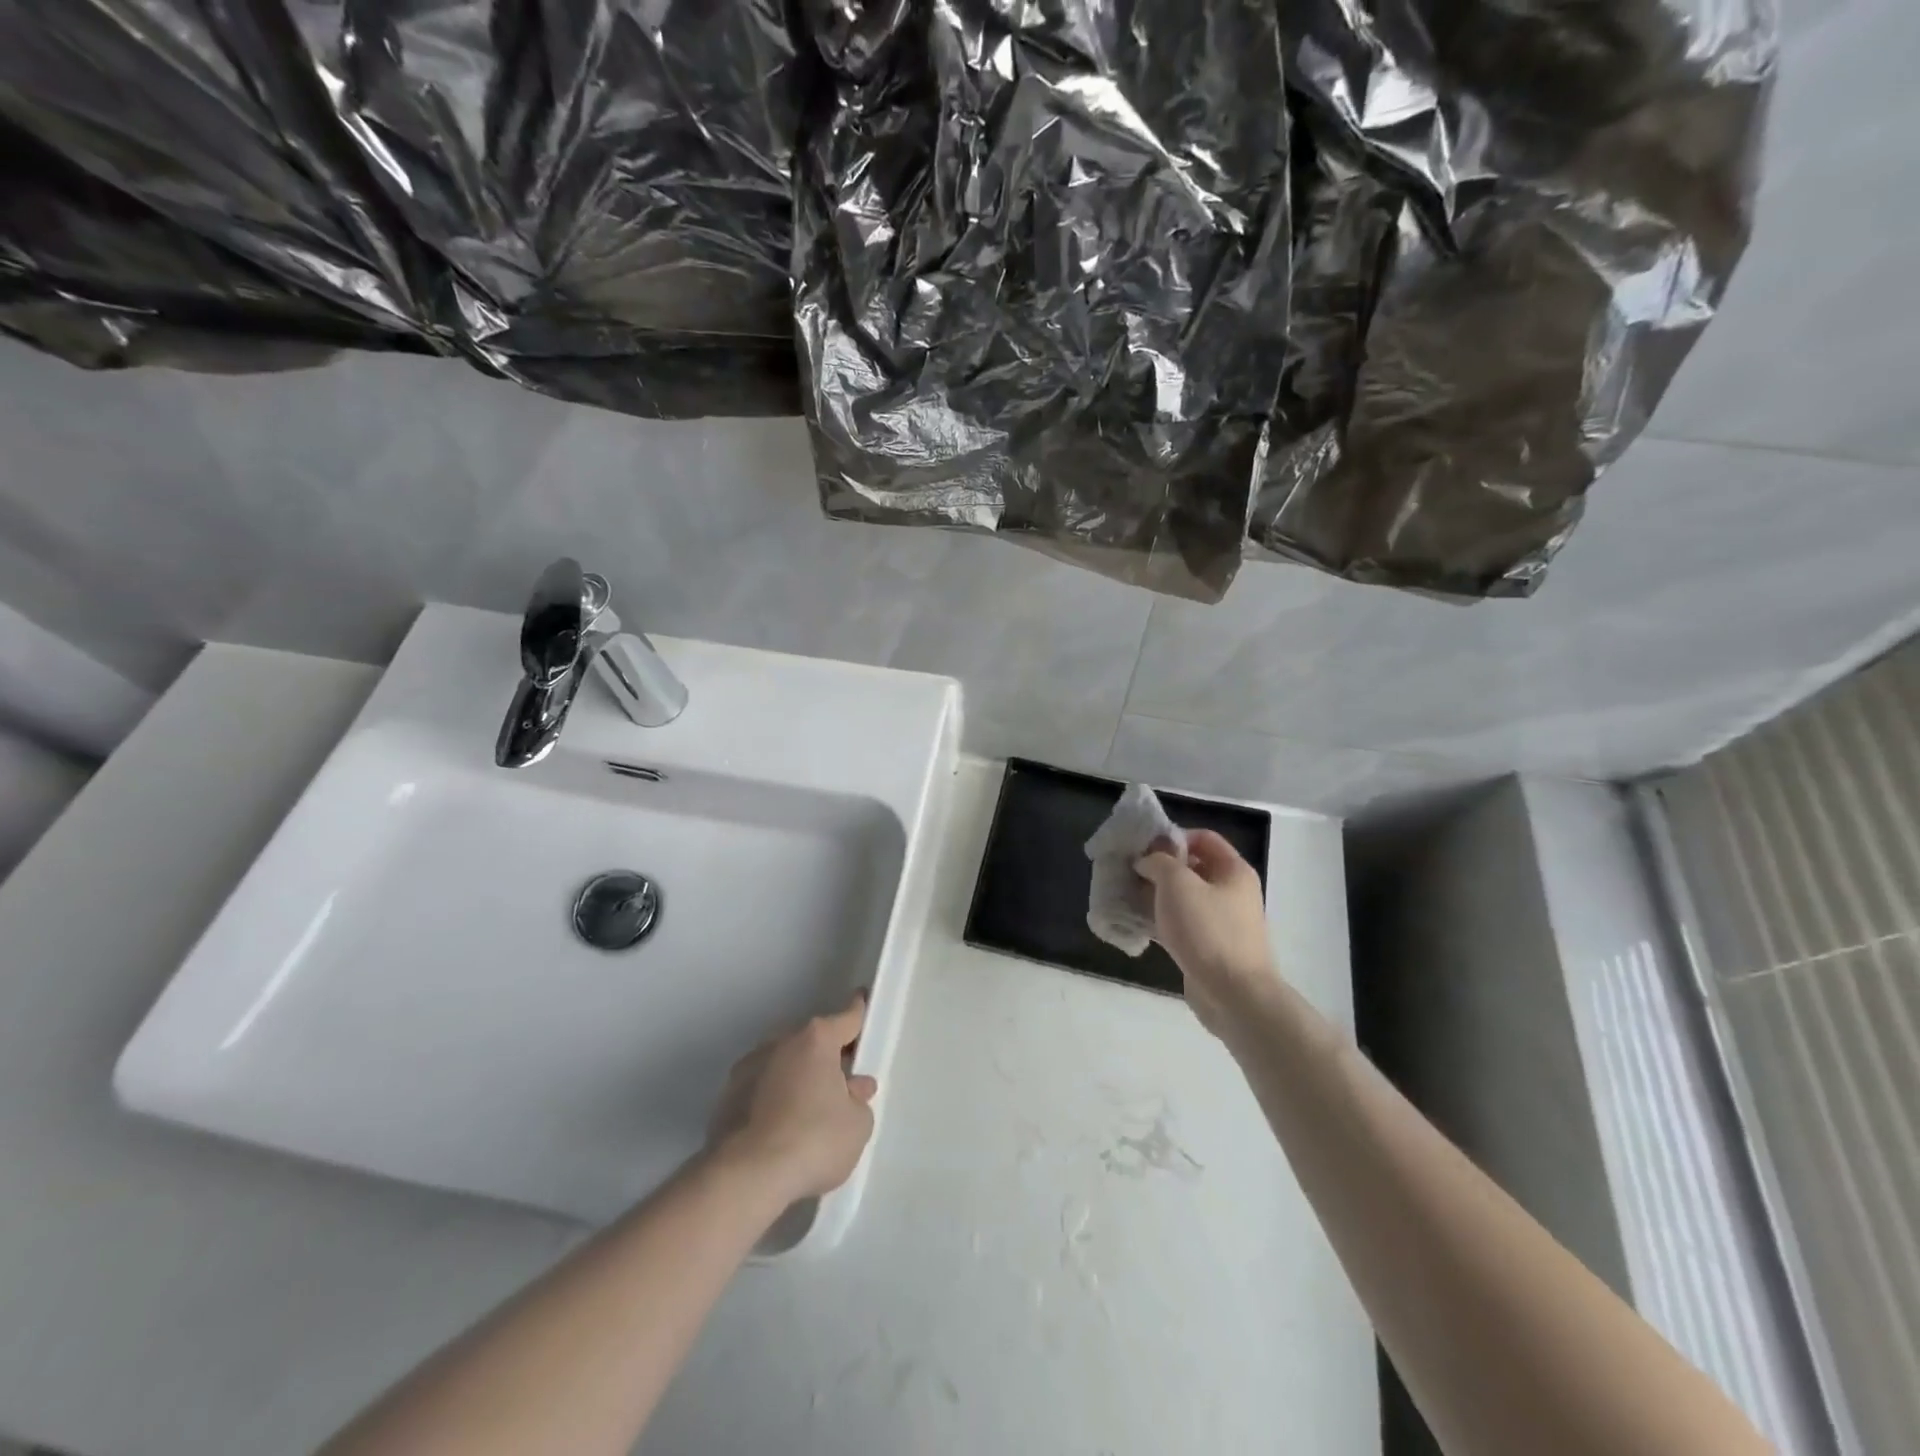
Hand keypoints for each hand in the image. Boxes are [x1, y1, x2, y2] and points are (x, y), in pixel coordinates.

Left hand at [706, 992, 878, 1202]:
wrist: (744, 1177)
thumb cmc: (812, 1141)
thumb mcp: (857, 1125)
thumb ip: (858, 1100)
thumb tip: (852, 1088)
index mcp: (816, 1040)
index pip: (846, 1018)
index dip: (858, 1011)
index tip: (862, 1000)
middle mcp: (779, 1043)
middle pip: (811, 1042)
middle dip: (826, 1057)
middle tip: (842, 1081)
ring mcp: (748, 1068)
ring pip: (782, 1065)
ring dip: (797, 1078)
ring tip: (808, 1112)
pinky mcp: (725, 1098)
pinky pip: (760, 1090)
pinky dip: (772, 1101)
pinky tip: (780, 1129)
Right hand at [1135, 829, 1279, 1037]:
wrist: (1235, 996)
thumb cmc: (1208, 930)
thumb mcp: (1177, 884)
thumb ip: (1159, 862)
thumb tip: (1147, 861)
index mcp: (1233, 871)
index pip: (1204, 838)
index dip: (1173, 837)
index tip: (1143, 847)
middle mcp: (1232, 892)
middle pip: (1193, 868)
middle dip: (1159, 867)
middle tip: (1129, 871)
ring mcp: (1222, 922)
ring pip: (1184, 898)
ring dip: (1156, 895)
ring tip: (1126, 895)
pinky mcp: (1209, 948)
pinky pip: (1182, 924)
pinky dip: (1161, 920)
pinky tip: (1137, 923)